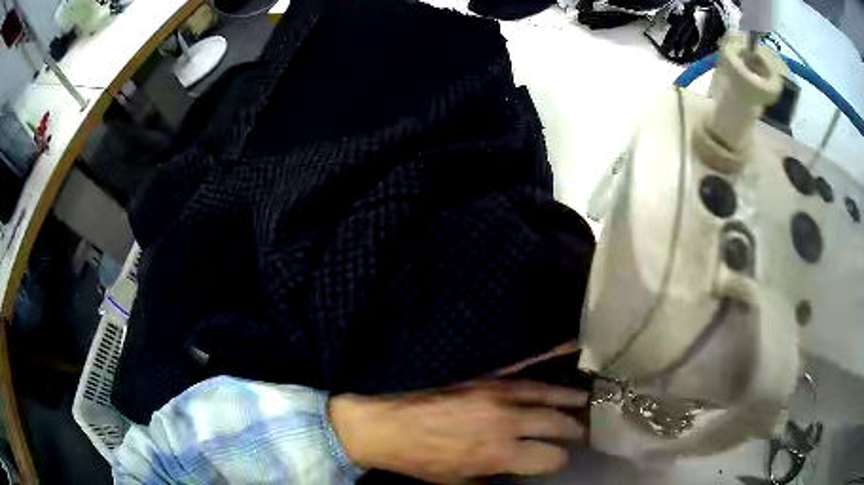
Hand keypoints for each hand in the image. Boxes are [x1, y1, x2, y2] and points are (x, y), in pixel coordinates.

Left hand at [329, 380, 587, 483]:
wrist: (382, 422)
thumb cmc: (418, 458)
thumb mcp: (457, 480)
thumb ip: (493, 474)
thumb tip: (515, 468)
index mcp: (499, 453)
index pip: (550, 458)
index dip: (557, 461)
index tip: (556, 459)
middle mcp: (506, 421)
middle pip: (557, 423)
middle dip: (573, 429)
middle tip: (582, 430)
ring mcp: (496, 392)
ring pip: (547, 393)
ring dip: (569, 398)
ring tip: (585, 400)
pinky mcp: (483, 374)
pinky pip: (522, 368)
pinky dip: (546, 362)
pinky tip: (563, 356)